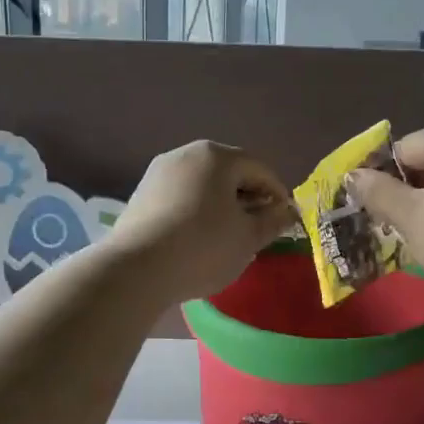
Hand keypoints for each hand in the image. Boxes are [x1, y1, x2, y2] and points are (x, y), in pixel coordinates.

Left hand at [104, 141, 294, 301]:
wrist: (137, 269)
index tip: (285, 220)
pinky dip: (197, 212)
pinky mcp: (141, 195)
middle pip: (228, 173)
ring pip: (203, 185)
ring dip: (222, 206)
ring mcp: (158, 173)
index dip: (277, 194)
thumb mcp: (248, 238)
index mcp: (216, 156)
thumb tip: (287, 211)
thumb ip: (272, 221)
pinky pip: (180, 197)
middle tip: (259, 229)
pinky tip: (199, 240)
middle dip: (248, 199)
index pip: (259, 169)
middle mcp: (185, 154)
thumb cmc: (203, 246)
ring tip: (230, 237)